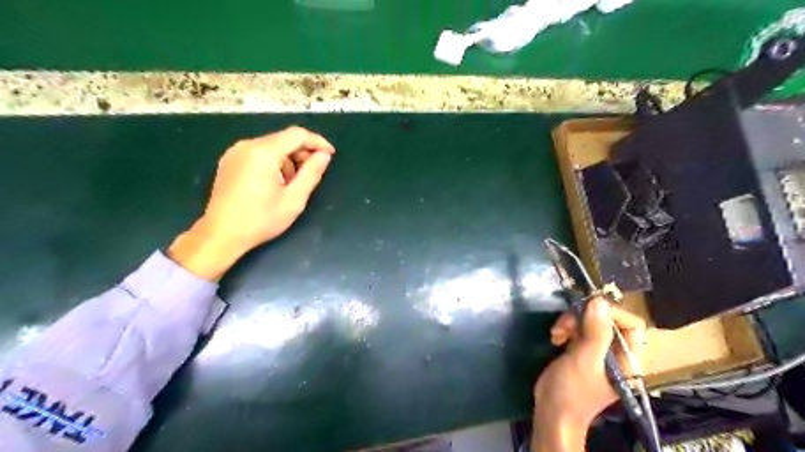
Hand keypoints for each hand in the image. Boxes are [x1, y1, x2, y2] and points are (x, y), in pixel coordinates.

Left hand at [167, 126, 335, 279]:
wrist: (221, 234)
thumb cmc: (260, 219)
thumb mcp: (294, 199)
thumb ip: (311, 174)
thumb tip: (323, 156)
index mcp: (263, 153)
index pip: (297, 135)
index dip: (317, 142)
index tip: (330, 155)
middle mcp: (247, 145)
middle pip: (283, 138)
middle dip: (303, 152)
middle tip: (313, 173)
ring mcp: (235, 152)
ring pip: (272, 145)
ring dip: (289, 159)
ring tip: (294, 183)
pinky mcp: (229, 161)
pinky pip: (259, 153)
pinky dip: (274, 162)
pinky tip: (277, 182)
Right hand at [533, 298, 648, 450]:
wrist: (552, 413)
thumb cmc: (572, 391)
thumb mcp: (585, 360)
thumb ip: (595, 331)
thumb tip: (599, 301)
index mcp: (628, 359)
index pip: (631, 324)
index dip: (610, 313)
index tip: (586, 312)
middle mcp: (617, 353)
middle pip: (608, 320)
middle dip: (584, 317)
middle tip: (564, 325)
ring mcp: (598, 352)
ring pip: (590, 322)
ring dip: (571, 322)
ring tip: (557, 333)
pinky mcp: (582, 351)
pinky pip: (578, 330)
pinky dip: (566, 329)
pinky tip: (555, 337)